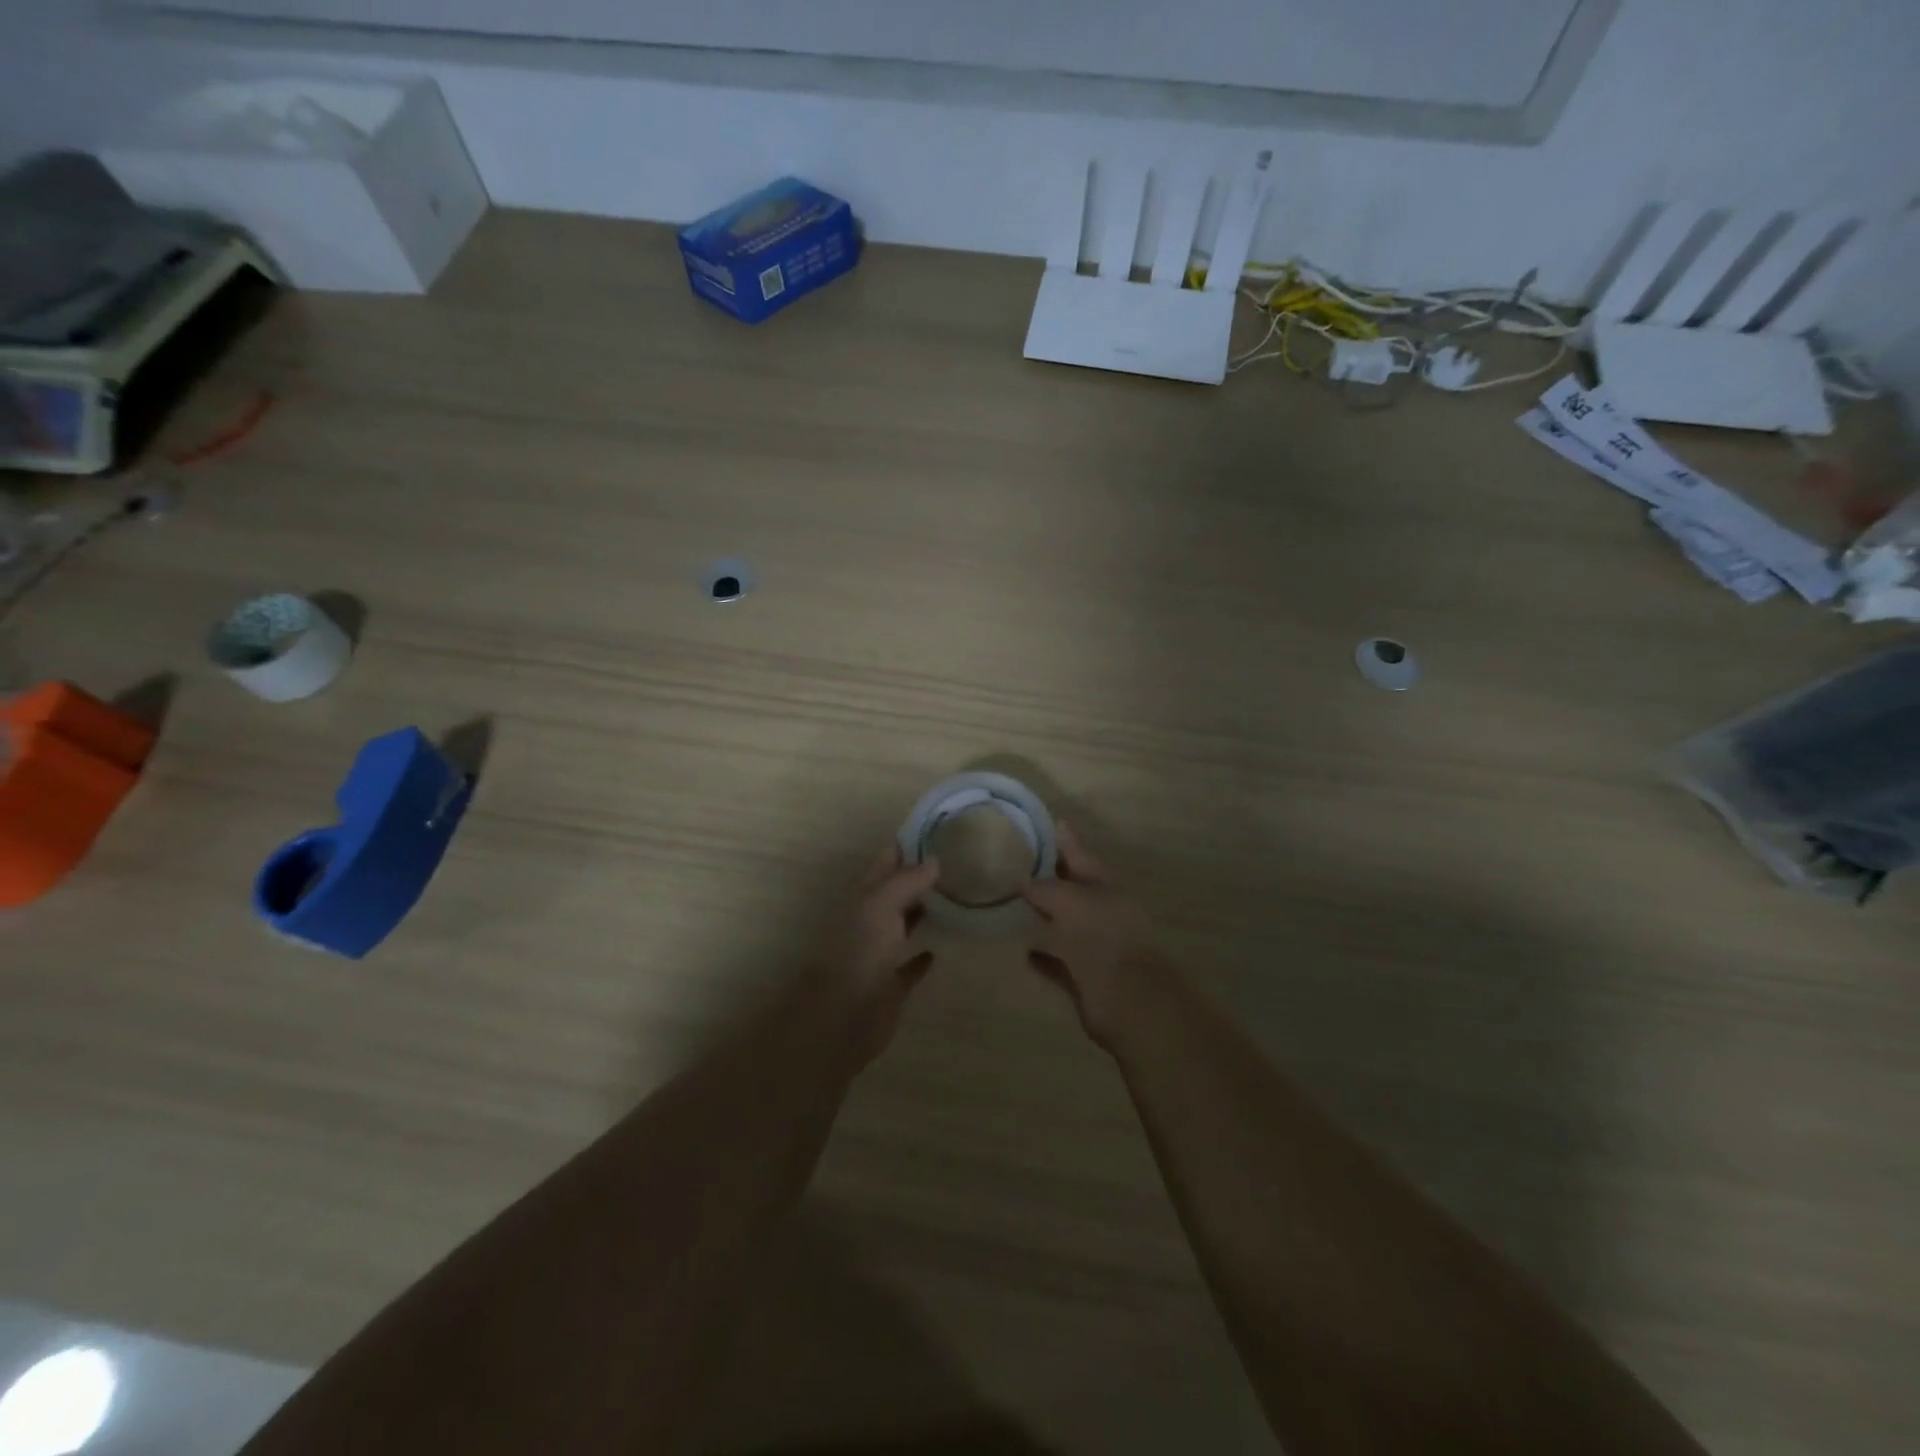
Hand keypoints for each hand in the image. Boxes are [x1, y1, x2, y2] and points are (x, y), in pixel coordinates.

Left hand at [812, 846, 939, 1063]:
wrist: (842, 1015)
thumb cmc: (860, 951)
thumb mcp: (882, 904)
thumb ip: (907, 880)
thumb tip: (934, 860)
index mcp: (864, 897)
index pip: (886, 862)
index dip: (907, 847)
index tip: (937, 833)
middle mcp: (870, 921)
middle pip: (895, 892)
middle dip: (918, 879)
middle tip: (955, 864)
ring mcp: (879, 953)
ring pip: (902, 926)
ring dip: (921, 914)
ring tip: (953, 900)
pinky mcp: (890, 985)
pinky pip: (908, 967)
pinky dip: (920, 958)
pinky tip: (936, 951)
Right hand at [1024, 823, 1171, 1049]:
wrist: (1130, 999)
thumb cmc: (1103, 937)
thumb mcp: (1071, 901)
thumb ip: (1046, 888)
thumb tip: (1024, 882)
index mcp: (1105, 887)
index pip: (1080, 855)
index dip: (1066, 839)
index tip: (1053, 820)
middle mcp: (1100, 913)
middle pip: (1070, 889)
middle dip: (1049, 877)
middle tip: (1019, 862)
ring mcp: (1093, 945)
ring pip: (1062, 924)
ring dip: (1042, 916)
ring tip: (1012, 904)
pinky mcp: (1083, 977)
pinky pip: (1056, 960)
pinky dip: (1041, 954)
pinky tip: (1021, 949)